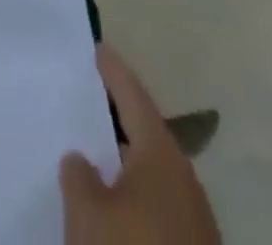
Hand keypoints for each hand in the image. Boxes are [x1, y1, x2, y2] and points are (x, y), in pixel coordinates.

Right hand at [61, 45, 220, 244]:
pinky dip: (133, 196)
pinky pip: (157, 208)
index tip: (96, 48)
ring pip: (152, 174)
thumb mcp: (86, 213)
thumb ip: (78, 175)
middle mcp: (183, 180)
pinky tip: (111, 207)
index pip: (133, 96)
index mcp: (161, 156)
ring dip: (124, 162)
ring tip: (91, 152)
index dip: (113, 72)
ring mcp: (194, 224)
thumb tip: (82, 161)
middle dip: (117, 117)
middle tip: (86, 96)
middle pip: (146, 134)